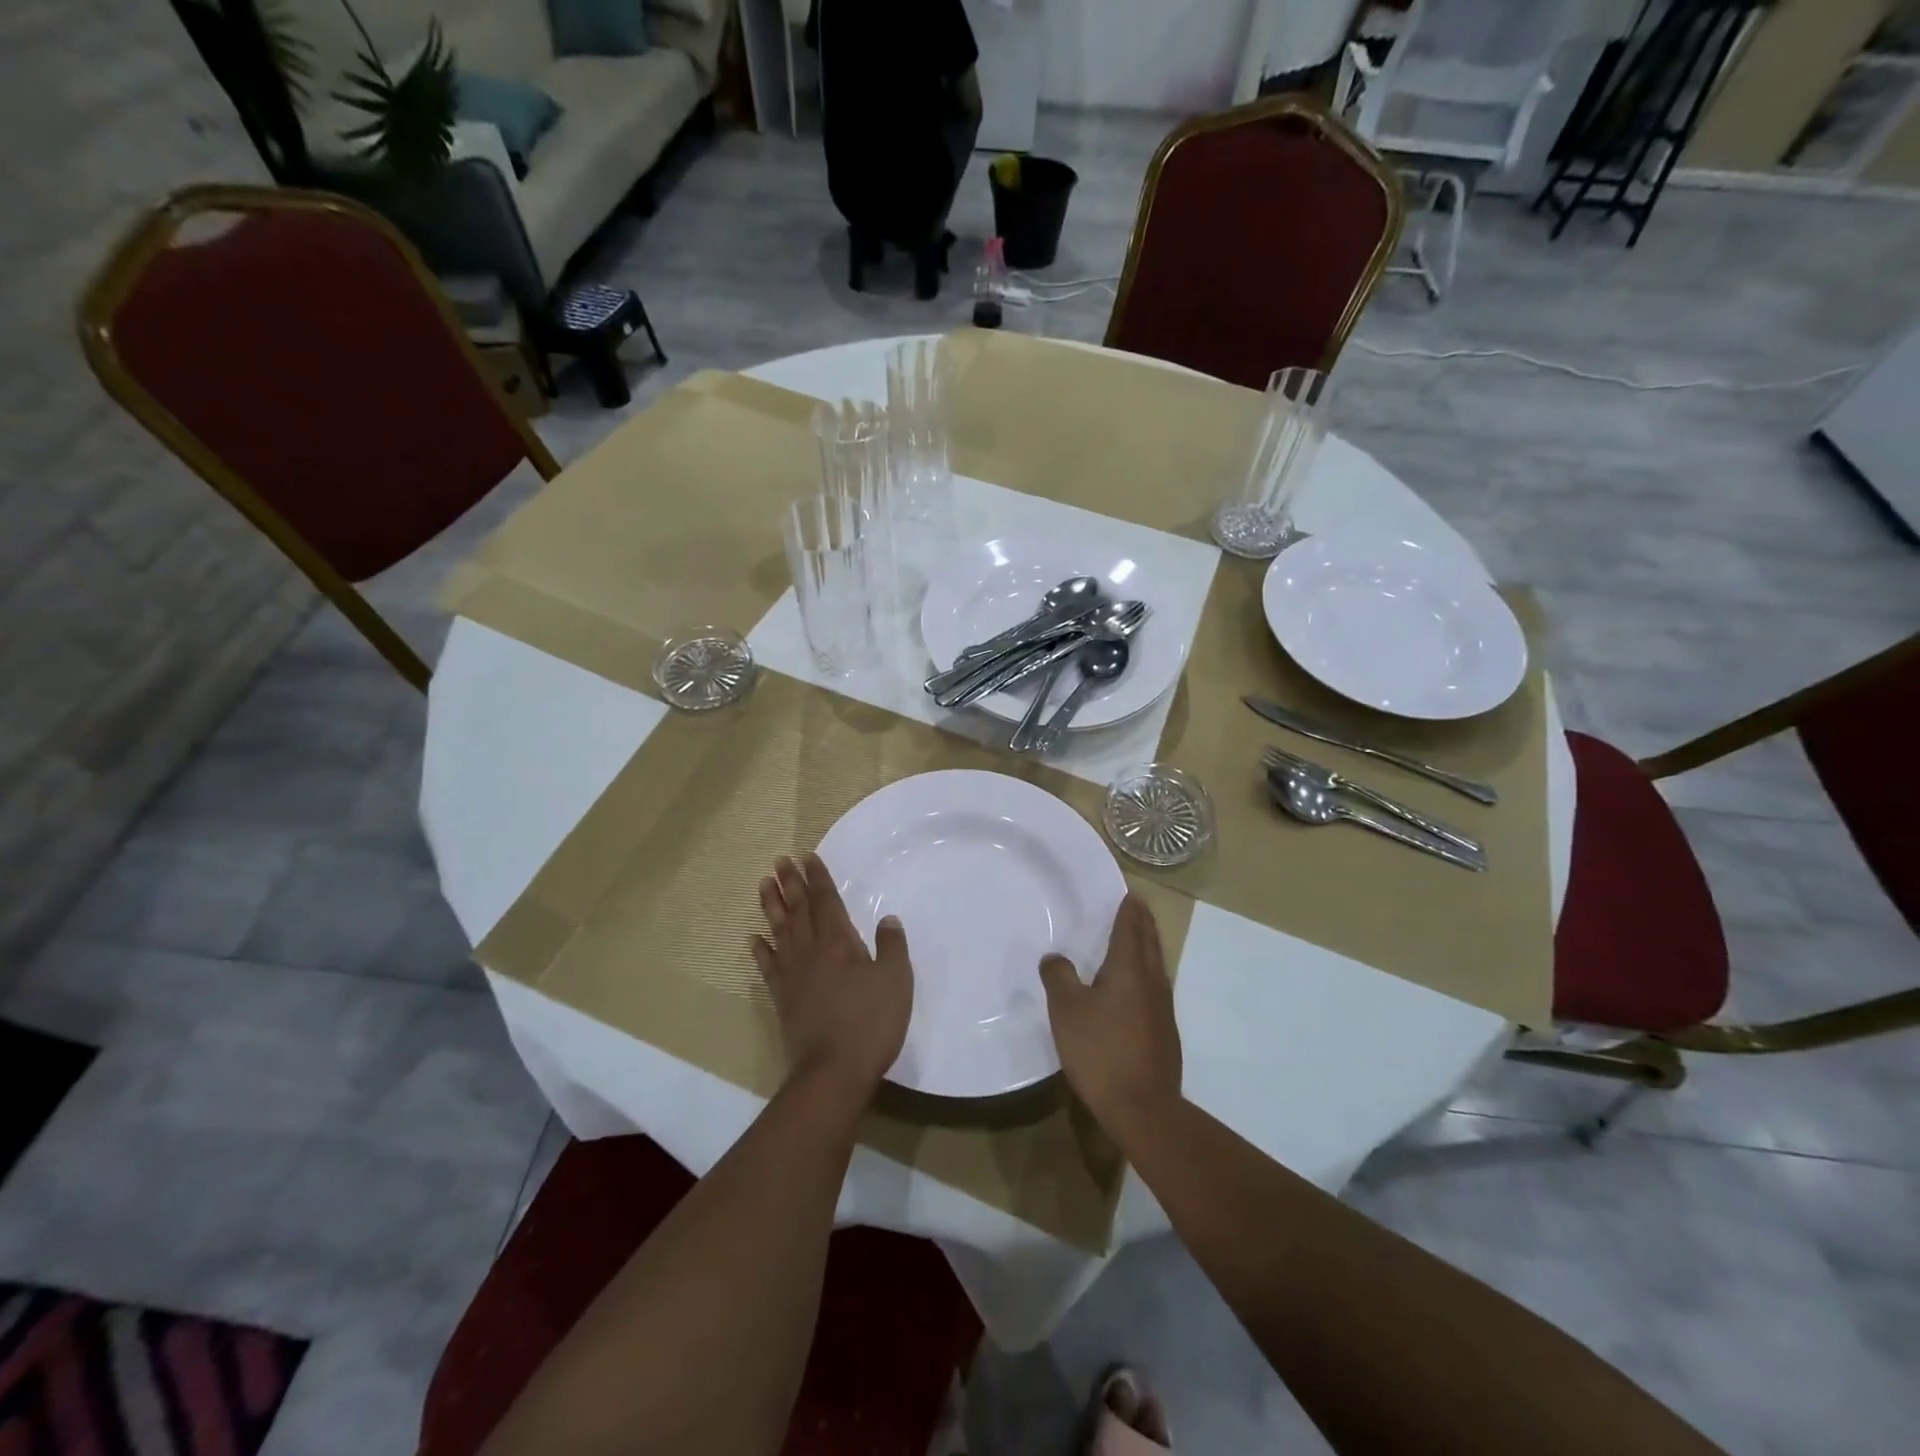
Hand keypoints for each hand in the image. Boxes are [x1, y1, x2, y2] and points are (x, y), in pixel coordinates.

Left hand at [753, 853, 911, 1099]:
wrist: (832, 1072)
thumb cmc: (870, 1022)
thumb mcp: (895, 981)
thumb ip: (892, 947)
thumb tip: (888, 920)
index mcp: (839, 942)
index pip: (826, 900)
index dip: (817, 877)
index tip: (806, 856)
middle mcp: (811, 951)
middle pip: (798, 909)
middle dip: (790, 883)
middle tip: (778, 860)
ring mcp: (792, 974)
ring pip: (779, 930)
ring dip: (771, 906)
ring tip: (763, 884)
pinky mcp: (782, 998)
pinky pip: (767, 966)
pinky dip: (760, 950)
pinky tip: (753, 938)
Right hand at [1039, 894, 1181, 1135]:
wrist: (1143, 1108)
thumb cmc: (1101, 1051)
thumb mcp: (1067, 1011)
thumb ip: (1059, 977)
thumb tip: (1055, 957)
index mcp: (1129, 969)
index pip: (1131, 929)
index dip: (1130, 910)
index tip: (1130, 894)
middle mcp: (1152, 982)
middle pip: (1150, 943)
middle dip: (1143, 923)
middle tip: (1136, 907)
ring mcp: (1163, 1008)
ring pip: (1156, 965)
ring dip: (1148, 947)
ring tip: (1137, 939)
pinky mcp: (1165, 1032)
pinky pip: (1156, 988)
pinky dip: (1147, 973)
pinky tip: (1136, 986)